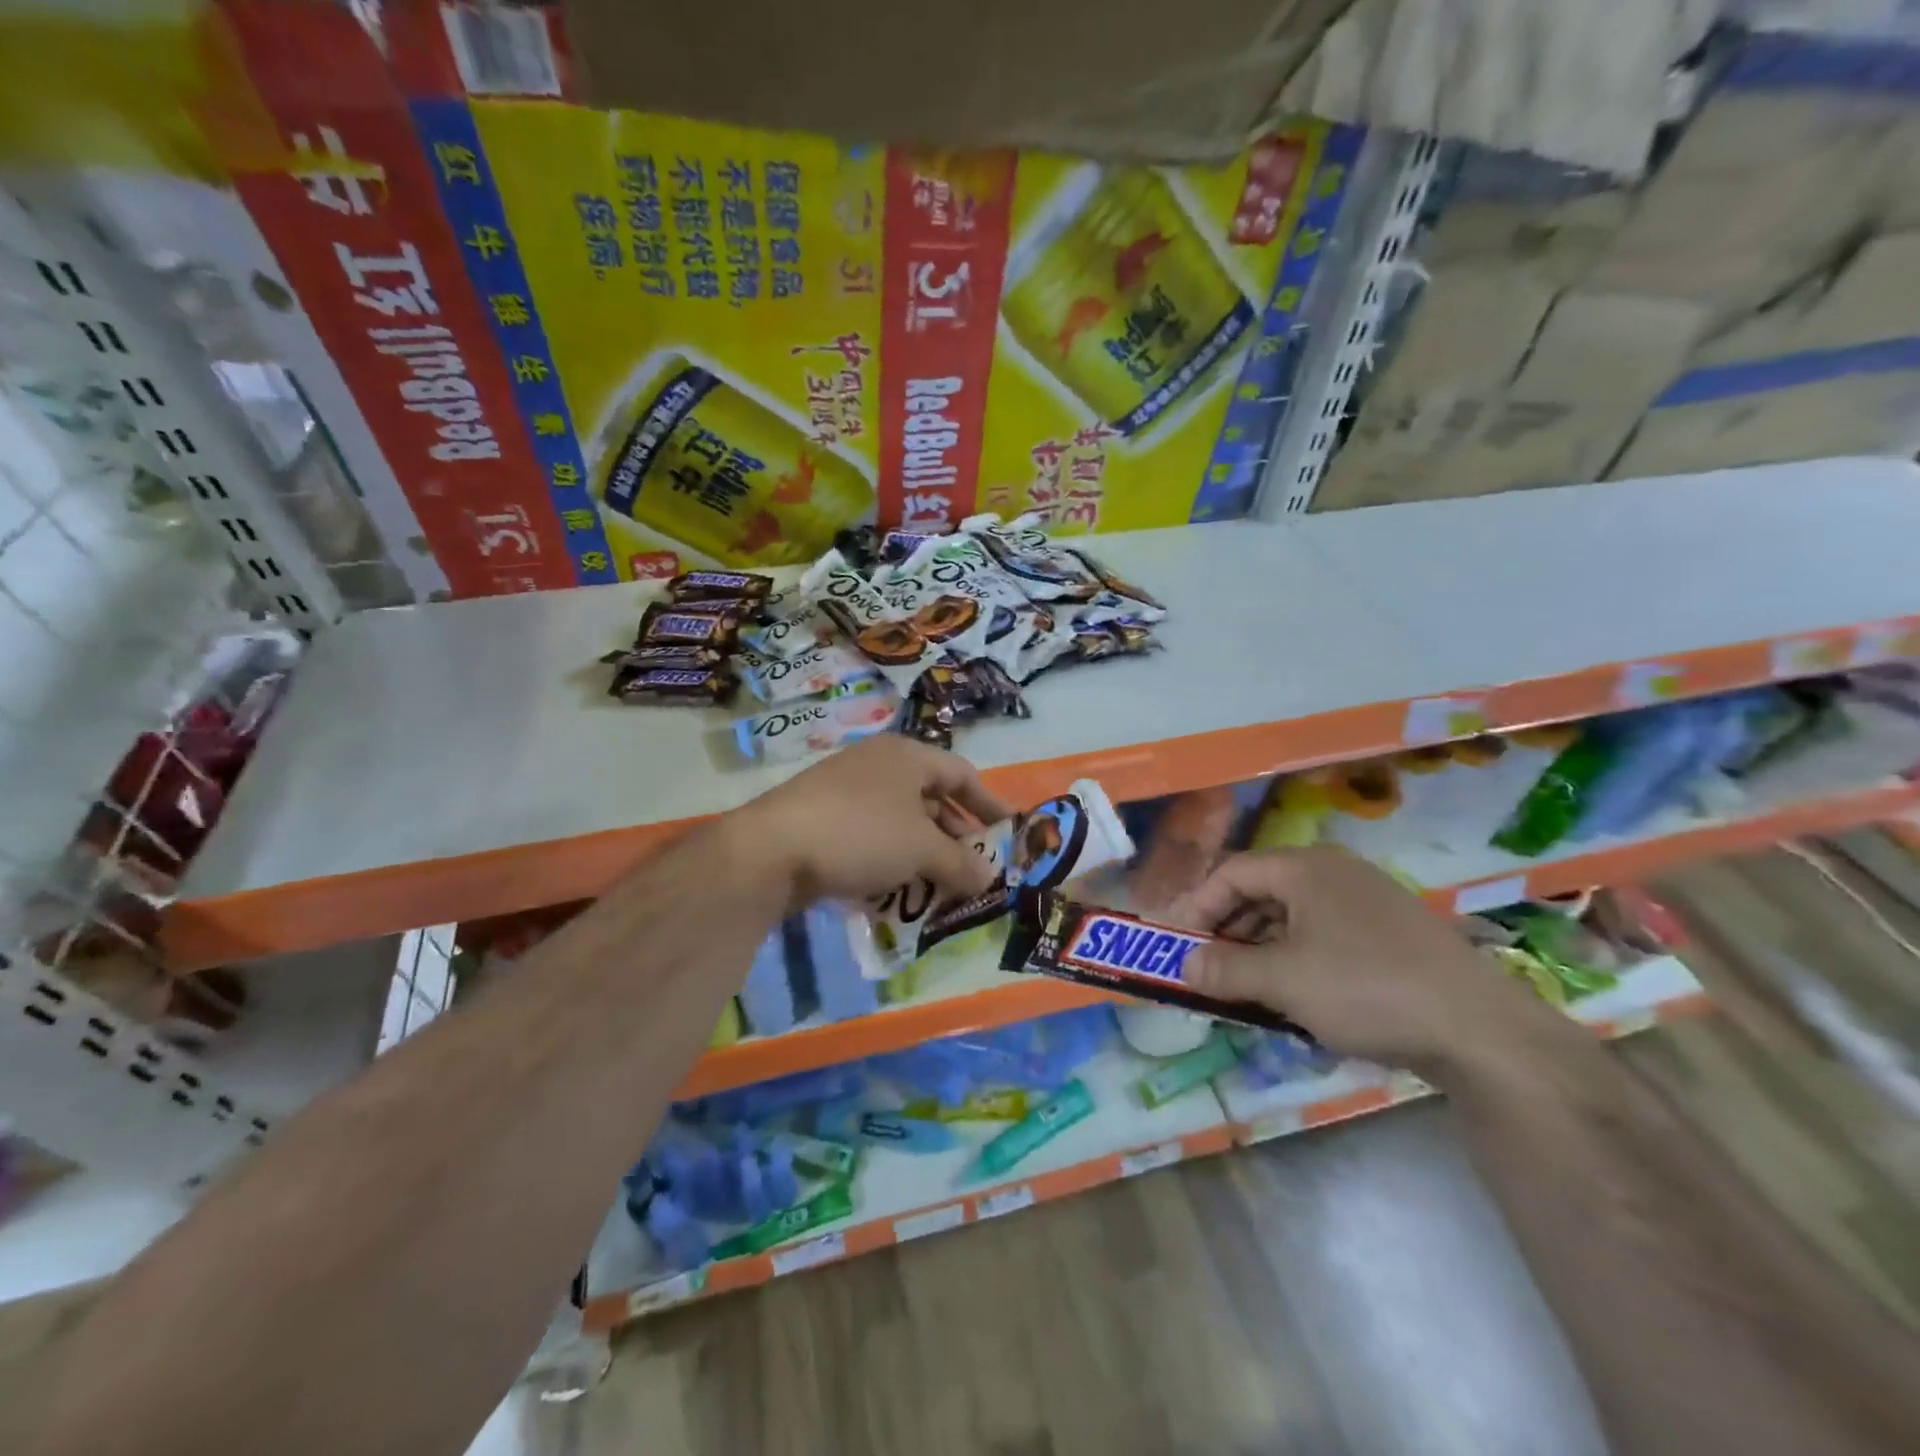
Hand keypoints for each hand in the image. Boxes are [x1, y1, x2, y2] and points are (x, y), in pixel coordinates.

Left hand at [730, 736, 1012, 909]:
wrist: (770, 850)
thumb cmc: (861, 834)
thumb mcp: (922, 850)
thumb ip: (961, 864)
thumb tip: (990, 879)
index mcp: (907, 756)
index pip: (962, 775)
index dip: (990, 804)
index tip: (1009, 833)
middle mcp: (878, 765)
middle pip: (931, 798)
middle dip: (956, 837)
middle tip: (974, 869)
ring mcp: (846, 791)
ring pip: (901, 822)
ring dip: (924, 854)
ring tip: (940, 888)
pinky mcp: (822, 819)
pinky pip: (872, 838)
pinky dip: (891, 861)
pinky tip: (896, 892)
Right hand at [1171, 845, 1562, 1080]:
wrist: (1481, 1032)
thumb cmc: (1367, 990)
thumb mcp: (1283, 981)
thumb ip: (1225, 969)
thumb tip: (1185, 964)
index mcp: (1306, 868)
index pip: (1231, 873)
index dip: (1197, 906)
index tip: (1178, 943)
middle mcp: (1335, 872)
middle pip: (1261, 891)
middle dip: (1228, 930)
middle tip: (1207, 968)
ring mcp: (1368, 901)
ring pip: (1293, 916)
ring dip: (1260, 948)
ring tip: (1245, 988)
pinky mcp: (1392, 934)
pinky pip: (1325, 935)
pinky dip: (1297, 958)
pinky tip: (1296, 996)